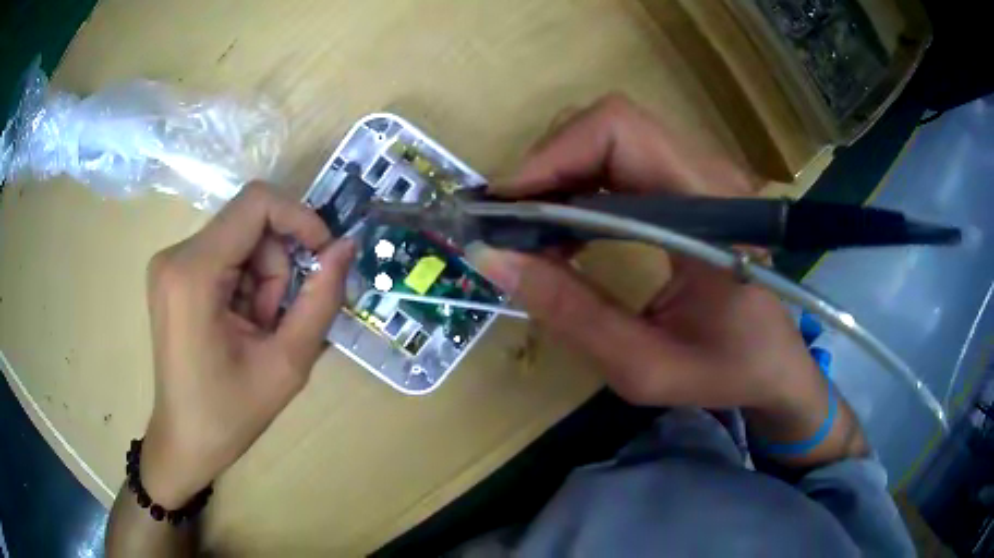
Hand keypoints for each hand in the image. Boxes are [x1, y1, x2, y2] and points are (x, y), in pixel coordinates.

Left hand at [140, 183, 354, 507]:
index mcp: (193, 273)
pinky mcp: (174, 272)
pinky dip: (245, 284)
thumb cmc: (230, 414)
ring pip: (241, 241)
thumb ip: (320, 300)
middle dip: (277, 268)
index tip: (324, 255)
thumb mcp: (287, 364)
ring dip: (262, 281)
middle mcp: (176, 255)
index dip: (300, 218)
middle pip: (250, 224)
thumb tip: (346, 247)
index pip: (256, 203)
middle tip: (276, 321)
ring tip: (256, 330)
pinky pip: (225, 255)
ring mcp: (171, 262)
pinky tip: (239, 324)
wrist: (185, 440)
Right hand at [472, 95, 846, 458]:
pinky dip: (580, 185)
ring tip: (530, 228)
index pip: (622, 131)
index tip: (506, 206)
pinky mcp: (688, 185)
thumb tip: (493, 257)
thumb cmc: (726, 372)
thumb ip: (571, 312)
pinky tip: (564, 227)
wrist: (774, 365)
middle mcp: (709, 174)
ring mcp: (700, 174)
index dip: (555, 154)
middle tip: (510, 222)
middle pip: (611, 125)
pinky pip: (621, 161)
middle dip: (549, 165)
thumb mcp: (644, 365)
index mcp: (713, 209)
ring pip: (611, 137)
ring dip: (560, 175)